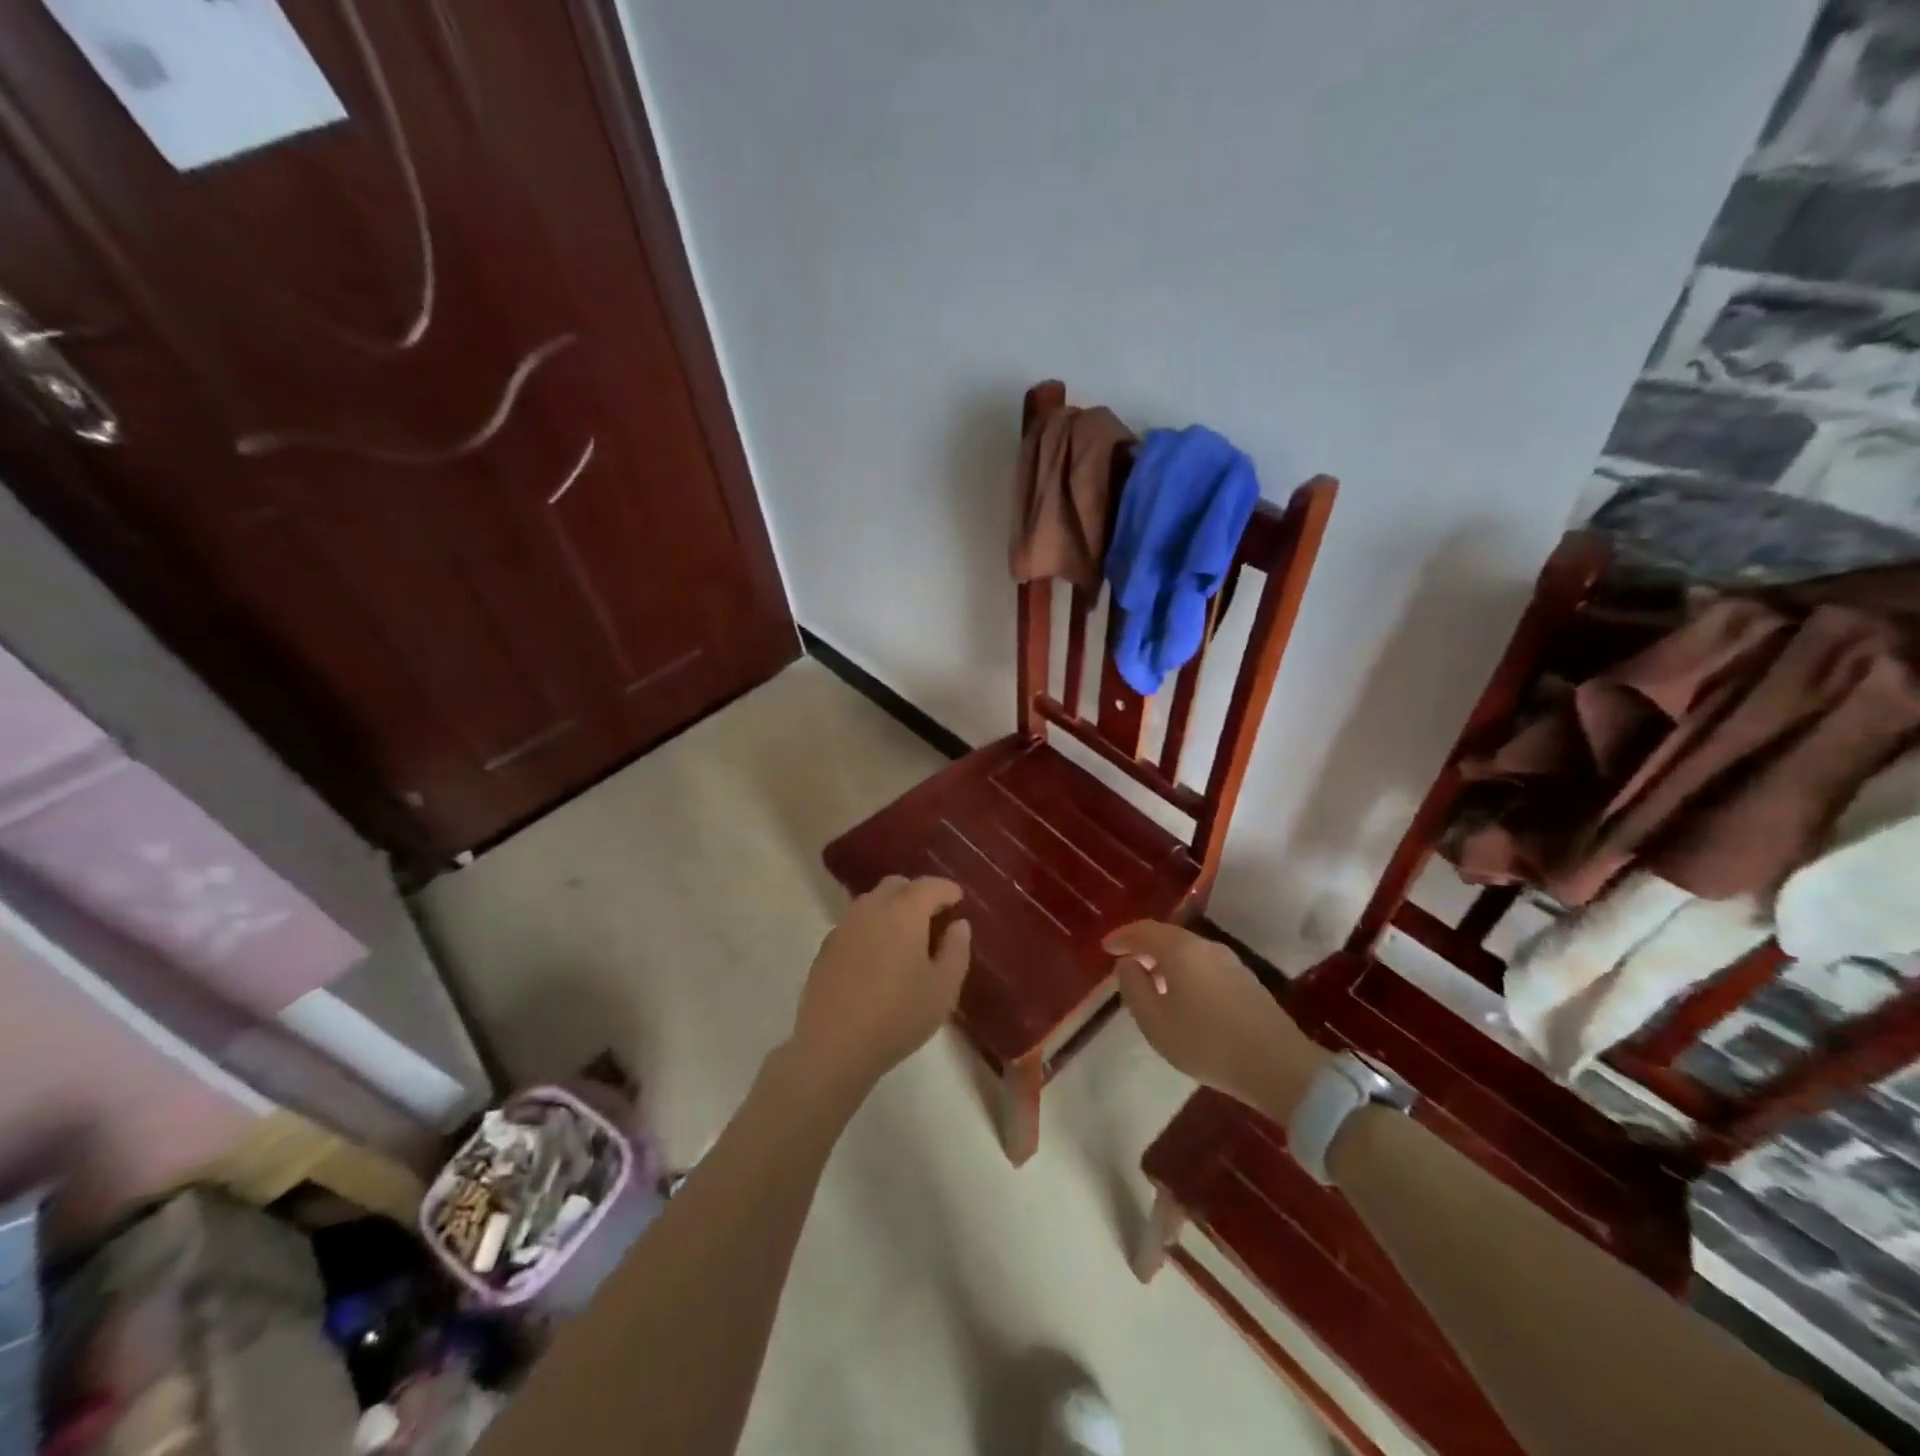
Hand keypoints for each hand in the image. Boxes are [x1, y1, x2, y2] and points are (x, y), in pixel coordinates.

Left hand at [790, 876, 971, 1098]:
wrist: (833, 1046)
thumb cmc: (898, 1016)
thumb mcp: (943, 988)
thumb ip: (956, 950)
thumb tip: (959, 924)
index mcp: (904, 912)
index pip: (929, 886)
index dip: (946, 889)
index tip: (958, 898)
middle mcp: (871, 909)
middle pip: (896, 886)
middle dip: (917, 893)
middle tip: (932, 915)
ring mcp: (844, 927)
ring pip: (871, 902)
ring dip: (891, 908)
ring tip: (905, 935)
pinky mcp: (826, 949)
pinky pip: (855, 924)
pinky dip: (871, 927)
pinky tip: (878, 955)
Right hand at [1106, 921, 1326, 1121]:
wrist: (1278, 1066)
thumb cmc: (1207, 1043)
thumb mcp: (1155, 1022)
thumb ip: (1134, 988)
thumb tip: (1128, 964)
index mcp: (1180, 950)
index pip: (1144, 931)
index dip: (1122, 937)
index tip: (1106, 947)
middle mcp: (1205, 946)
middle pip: (1168, 937)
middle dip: (1143, 947)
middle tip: (1125, 963)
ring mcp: (1230, 962)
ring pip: (1188, 950)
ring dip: (1165, 960)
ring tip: (1151, 982)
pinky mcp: (1246, 980)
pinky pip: (1204, 964)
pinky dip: (1185, 970)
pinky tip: (1182, 995)